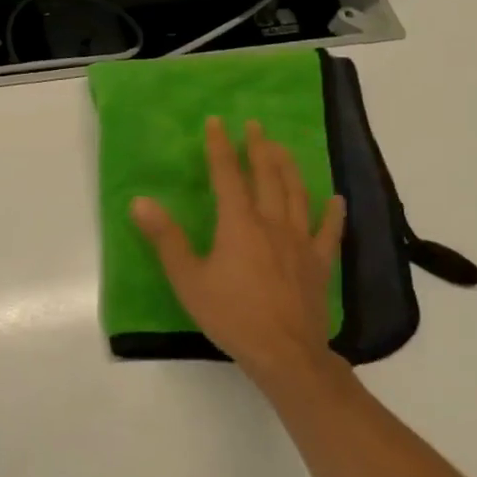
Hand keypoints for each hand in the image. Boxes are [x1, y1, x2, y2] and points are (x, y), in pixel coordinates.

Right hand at [130, 116, 346, 389]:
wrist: (285, 354)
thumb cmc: (230, 315)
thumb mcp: (187, 278)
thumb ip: (165, 238)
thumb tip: (140, 201)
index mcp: (239, 223)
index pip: (227, 175)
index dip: (220, 147)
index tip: (217, 122)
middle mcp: (272, 224)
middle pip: (267, 177)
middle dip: (259, 148)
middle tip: (255, 126)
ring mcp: (300, 242)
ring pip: (297, 195)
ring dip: (288, 168)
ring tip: (282, 148)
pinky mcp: (319, 264)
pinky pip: (329, 231)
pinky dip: (333, 212)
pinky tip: (336, 198)